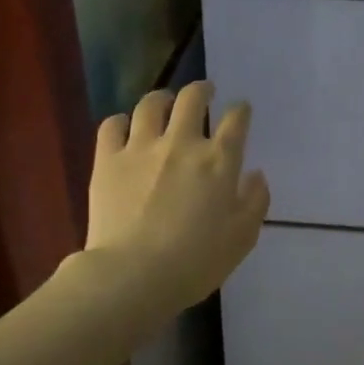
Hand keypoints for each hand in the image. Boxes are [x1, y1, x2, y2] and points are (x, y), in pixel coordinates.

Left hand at [85, 82, 269, 312]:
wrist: (134, 275)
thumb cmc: (196, 261)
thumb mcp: (242, 237)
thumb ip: (255, 201)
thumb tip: (255, 175)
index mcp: (219, 160)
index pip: (236, 120)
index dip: (241, 110)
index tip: (241, 109)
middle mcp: (182, 143)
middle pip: (193, 99)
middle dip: (202, 89)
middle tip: (205, 91)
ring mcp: (141, 148)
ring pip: (151, 104)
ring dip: (162, 98)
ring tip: (164, 102)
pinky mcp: (108, 159)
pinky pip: (112, 125)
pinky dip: (121, 121)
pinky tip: (125, 127)